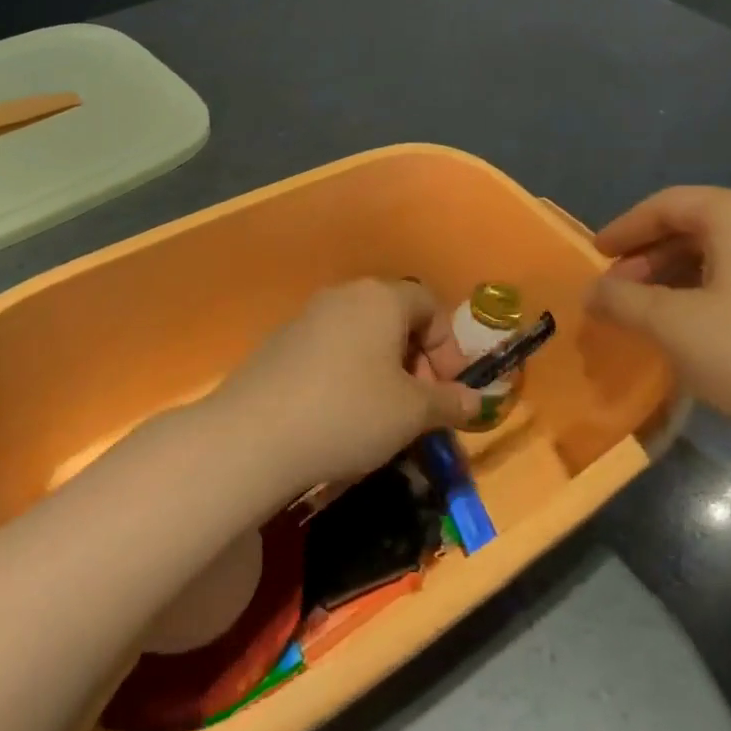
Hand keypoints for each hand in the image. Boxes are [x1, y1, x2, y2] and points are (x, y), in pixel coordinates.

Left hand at [208, 280, 482, 496]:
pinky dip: (348, 376)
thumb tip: (477, 401)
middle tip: (420, 406)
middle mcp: (343, 296)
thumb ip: (449, 402)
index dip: (448, 346)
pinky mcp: (279, 344)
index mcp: (380, 298)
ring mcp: (306, 317)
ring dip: (383, 371)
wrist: (254, 434)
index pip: (429, 305)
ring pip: (362, 337)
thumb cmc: (349, 412)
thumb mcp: (412, 413)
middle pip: (395, 319)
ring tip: (384, 417)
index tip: (449, 389)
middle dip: (417, 361)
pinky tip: (342, 416)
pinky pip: (331, 351)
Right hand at [587, 187, 730, 454]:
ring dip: (688, 274)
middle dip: (654, 256)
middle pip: (703, 224)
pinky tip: (714, 325)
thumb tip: (594, 293)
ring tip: (661, 311)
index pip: (668, 204)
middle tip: (622, 290)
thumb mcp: (673, 328)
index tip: (596, 255)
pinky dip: (726, 287)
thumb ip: (623, 302)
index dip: (625, 228)